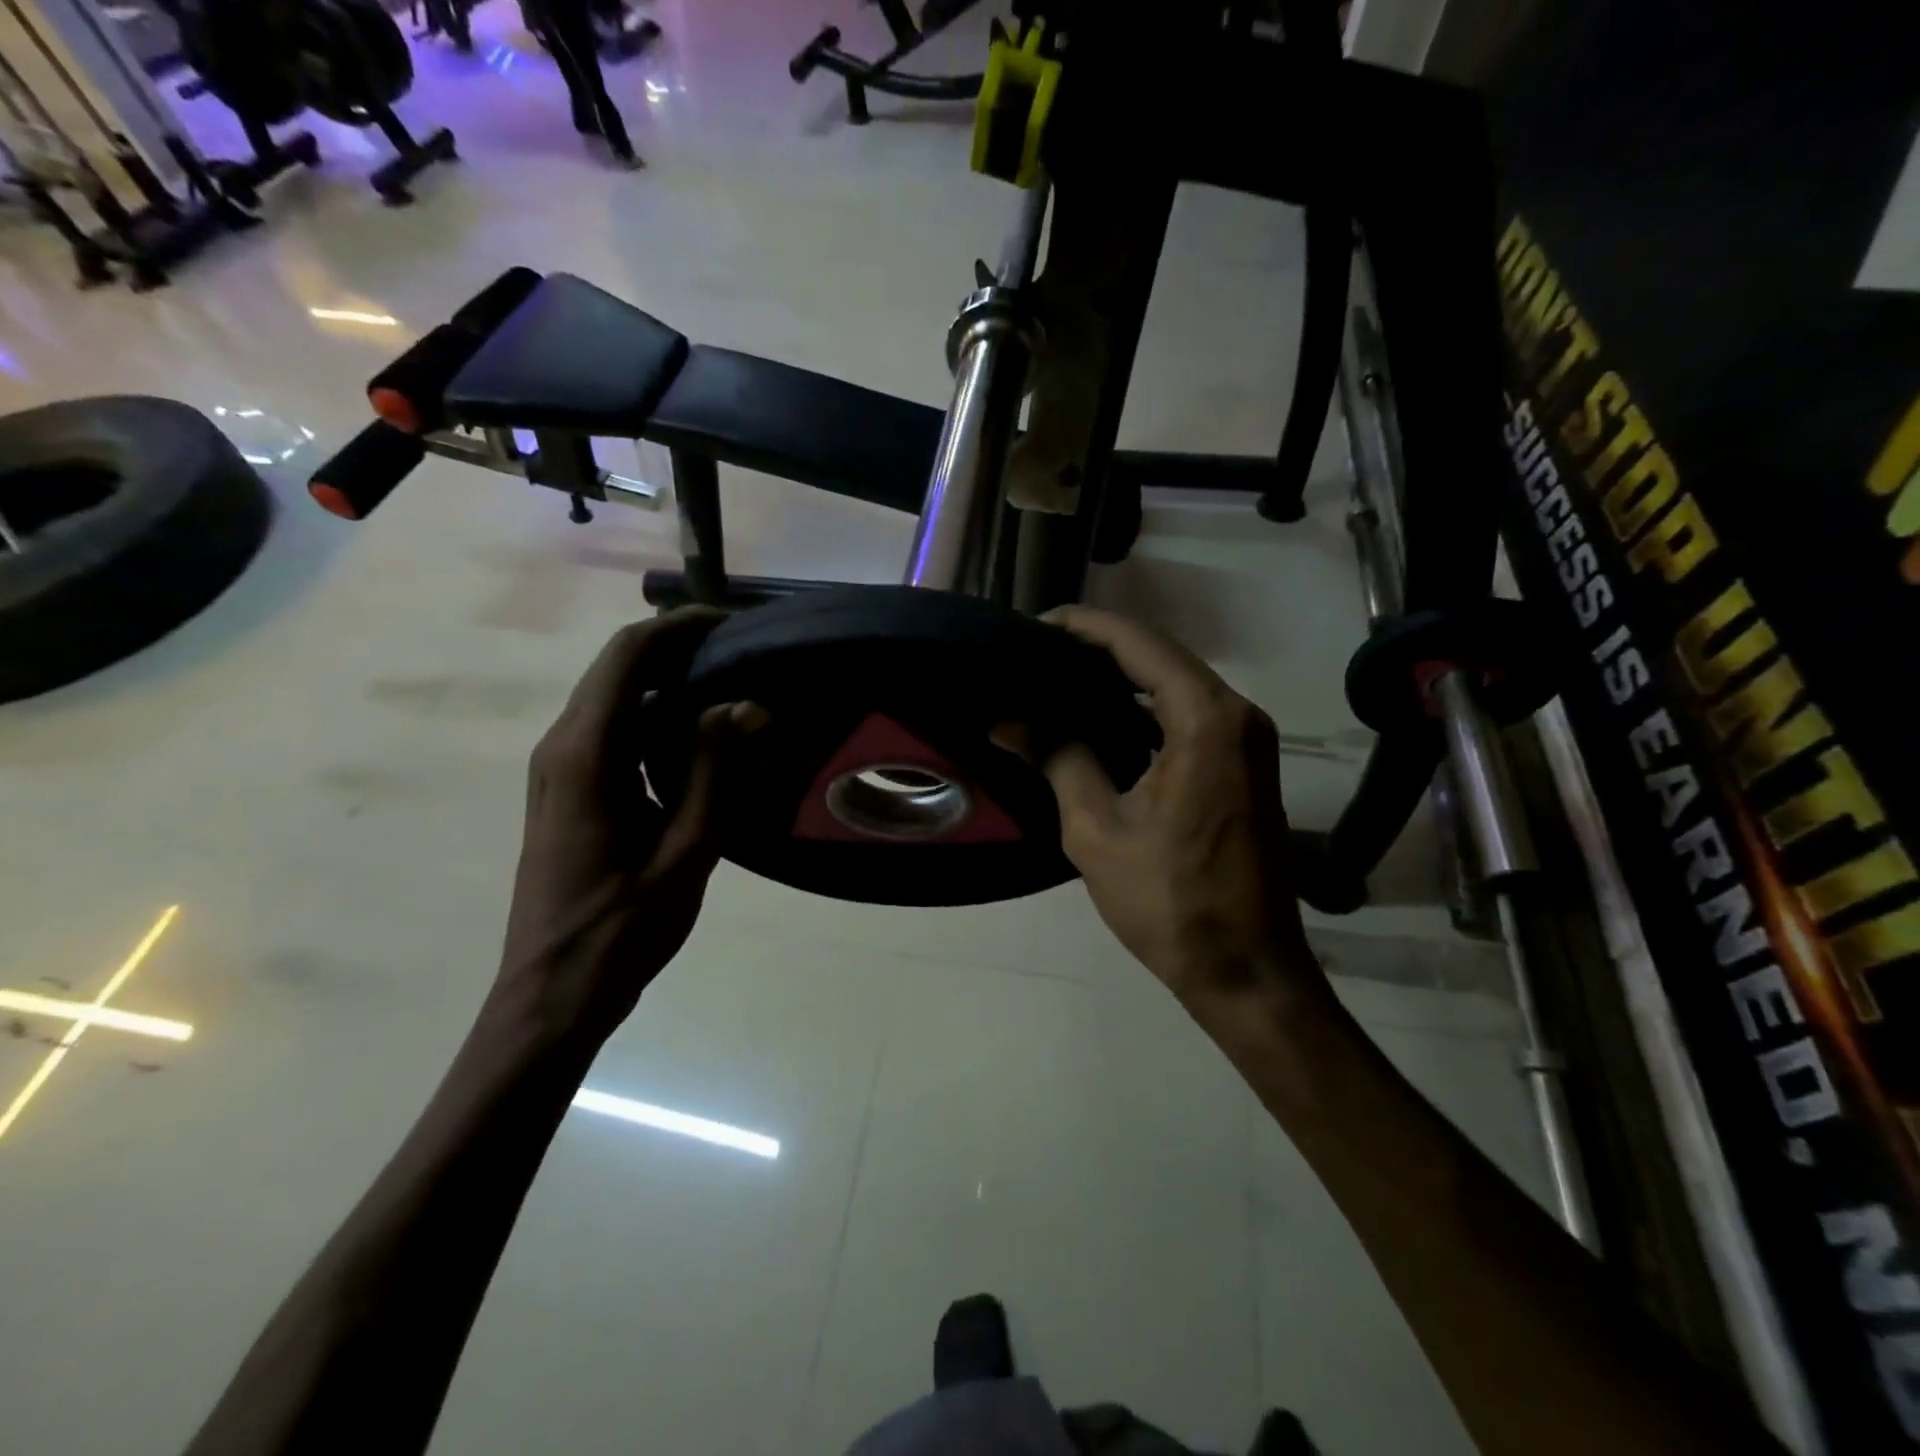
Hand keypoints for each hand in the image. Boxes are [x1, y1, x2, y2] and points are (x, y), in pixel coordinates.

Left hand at [490, 610, 753, 1053]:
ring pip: (613, 698)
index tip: (733, 623)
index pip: (627, 656)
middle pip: (617, 668)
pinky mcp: (566, 791)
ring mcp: (558, 769)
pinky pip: (611, 731)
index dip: (678, 626)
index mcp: (585, 754)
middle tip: (743, 654)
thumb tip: (747, 705)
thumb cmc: (622, 929)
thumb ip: (713, 770)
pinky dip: (653, 717)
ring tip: (731, 687)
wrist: (553, 993)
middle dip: (677, 648)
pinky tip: (699, 737)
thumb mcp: (686, 851)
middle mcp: (561, 747)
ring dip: (667, 682)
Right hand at [1041, 607, 1319, 1012]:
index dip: (1084, 627)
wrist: (1248, 968)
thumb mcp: (1097, 830)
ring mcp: (1247, 738)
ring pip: (1175, 682)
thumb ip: (1057, 759)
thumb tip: (1008, 721)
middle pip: (1160, 655)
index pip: (1139, 644)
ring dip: (1121, 676)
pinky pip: (1189, 712)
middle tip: (1035, 654)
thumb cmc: (1170, 902)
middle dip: (1098, 648)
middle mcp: (1237, 714)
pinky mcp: (1245, 762)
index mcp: (1206, 720)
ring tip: (1056, 679)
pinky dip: (1144, 706)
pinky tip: (1099, 718)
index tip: (1033, 624)